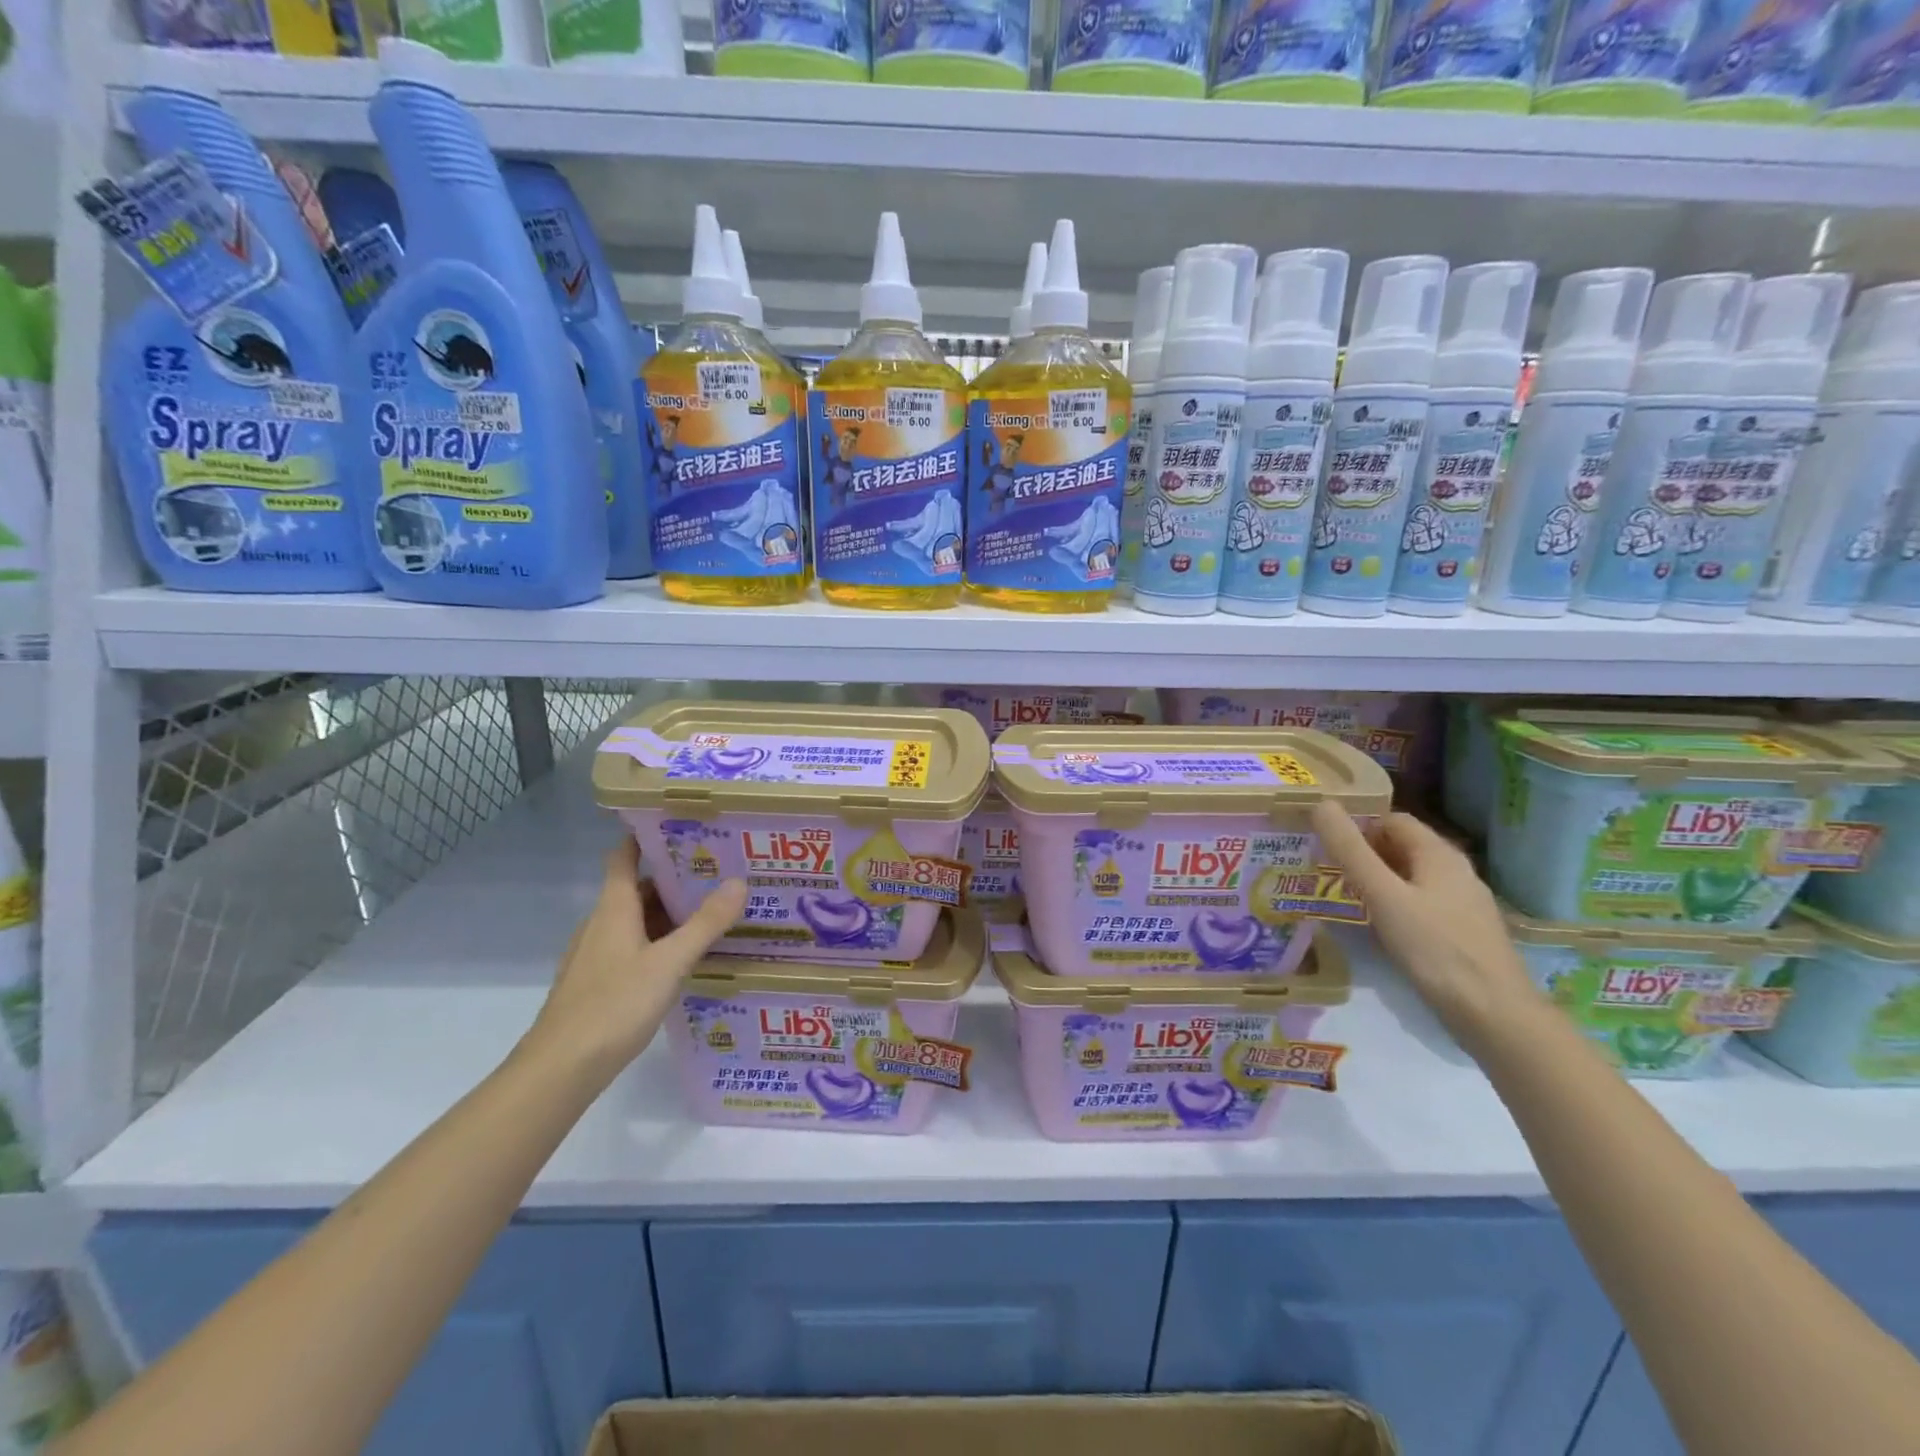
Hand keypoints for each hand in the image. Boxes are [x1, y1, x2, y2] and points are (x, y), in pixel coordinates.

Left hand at [527, 838, 747, 1079]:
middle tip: (719, 869)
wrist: (560, 1070)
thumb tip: (739, 882)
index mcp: (613, 909)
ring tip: (714, 909)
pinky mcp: (600, 982)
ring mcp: (598, 955)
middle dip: (675, 877)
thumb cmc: (613, 1006)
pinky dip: (661, 941)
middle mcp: (602, 925)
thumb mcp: (669, 963)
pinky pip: (635, 947)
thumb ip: (705, 924)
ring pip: (638, 920)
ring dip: (671, 912)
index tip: (680, 823)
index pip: (623, 857)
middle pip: (637, 889)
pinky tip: (688, 956)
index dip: (645, 836)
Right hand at [1311, 803, 1543, 1054]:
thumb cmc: (1435, 948)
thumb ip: (1350, 851)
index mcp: (1439, 854)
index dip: (1357, 825)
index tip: (1322, 842)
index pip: (1391, 820)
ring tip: (1341, 896)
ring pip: (1410, 877)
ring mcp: (1462, 902)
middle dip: (1363, 853)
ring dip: (1376, 881)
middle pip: (1401, 848)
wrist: (1494, 1014)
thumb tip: (1321, 803)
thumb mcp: (1383, 896)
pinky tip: (1376, 927)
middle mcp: (1455, 870)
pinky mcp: (1462, 931)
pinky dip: (1394, 905)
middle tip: (1323, 869)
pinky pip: (1420, 903)